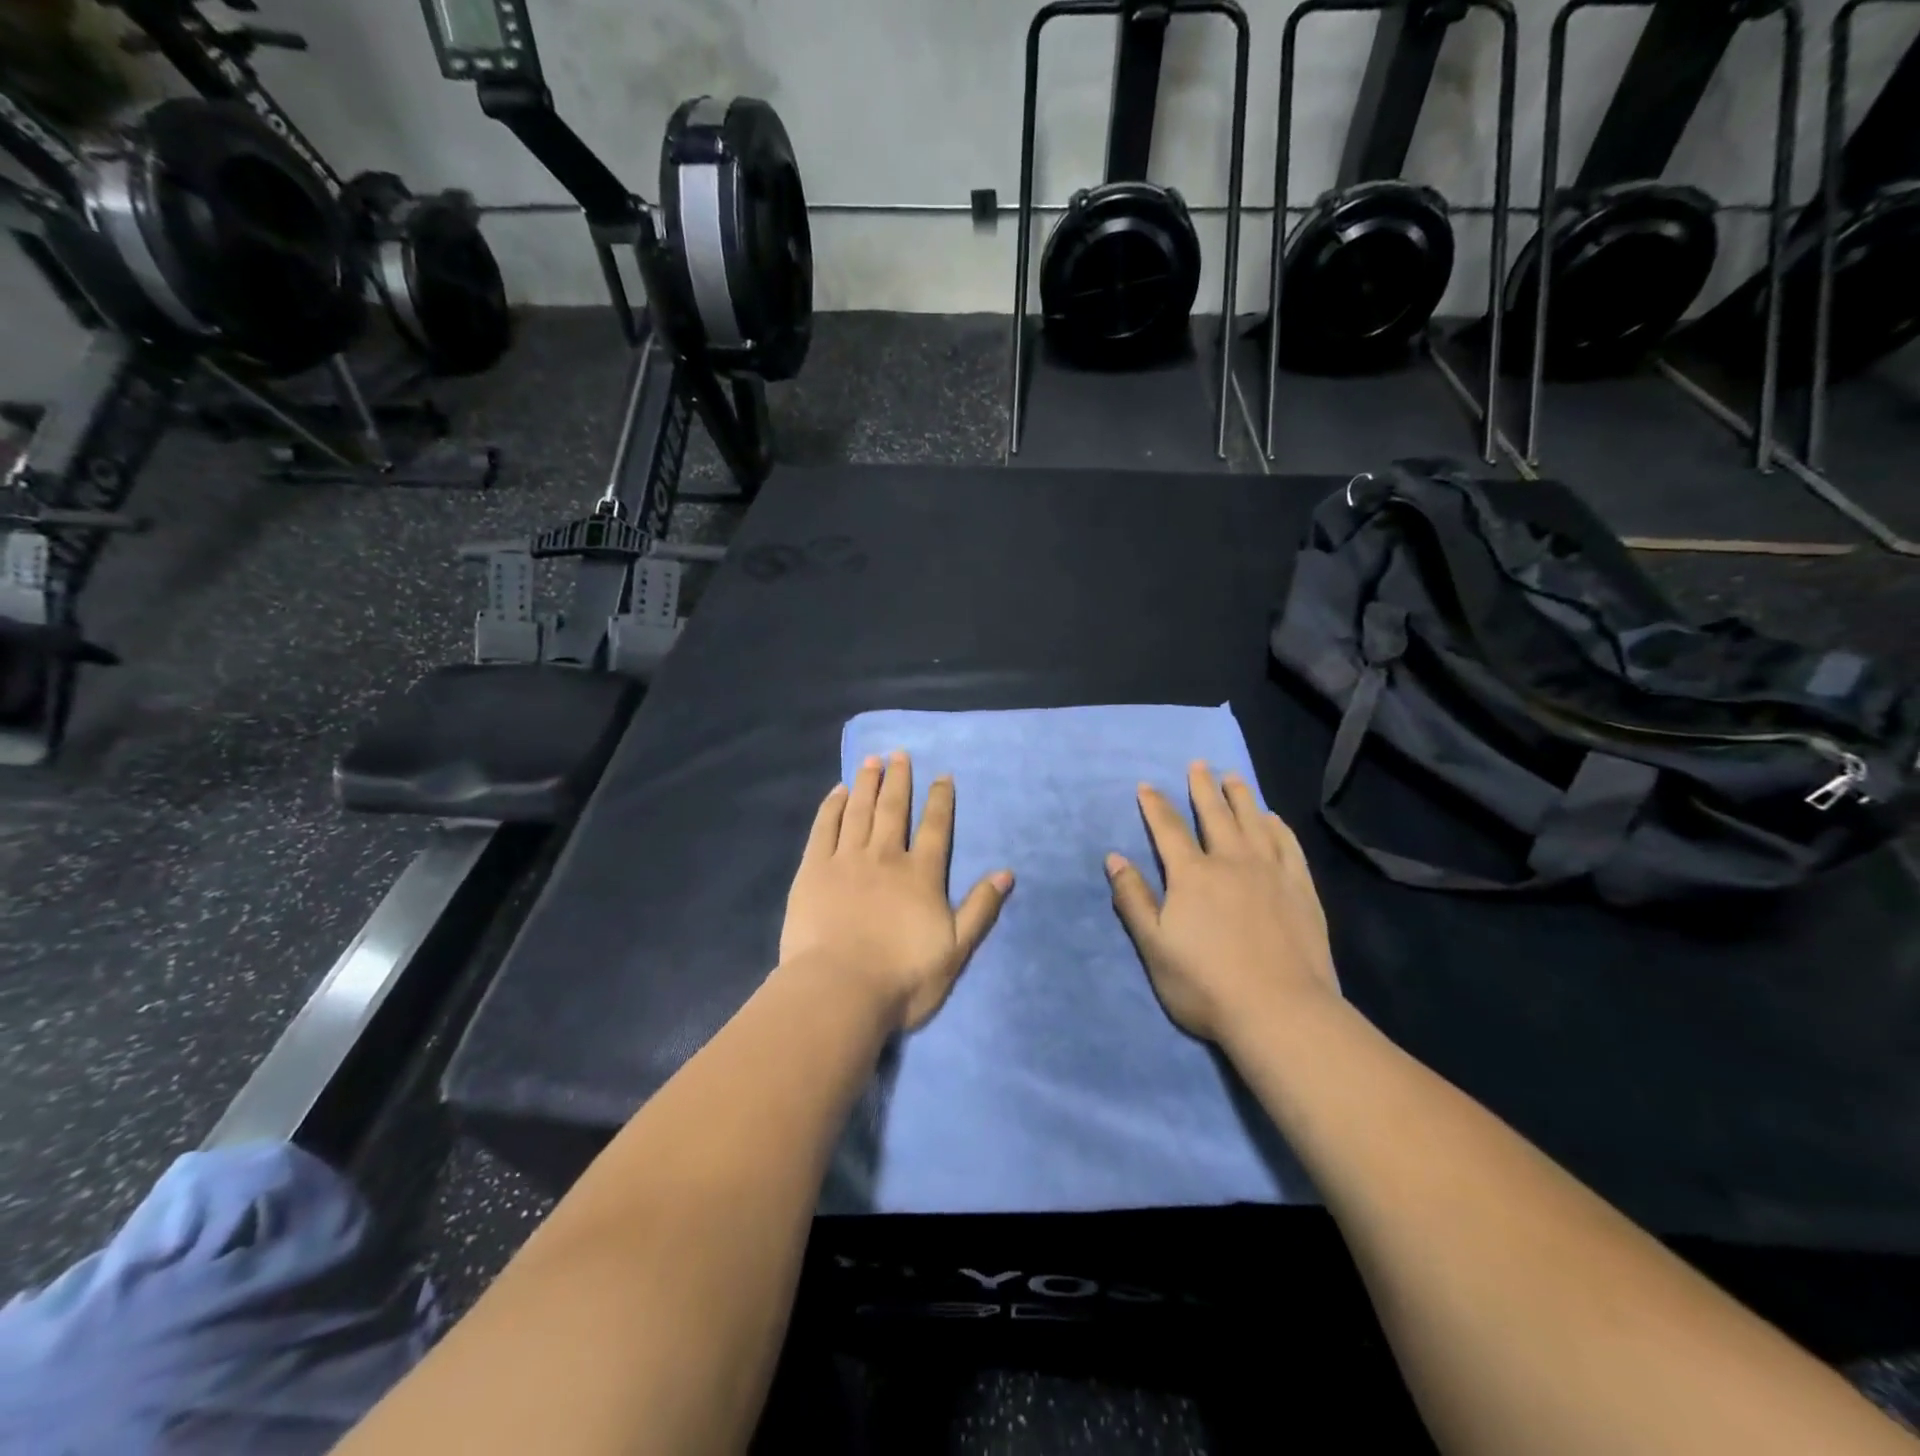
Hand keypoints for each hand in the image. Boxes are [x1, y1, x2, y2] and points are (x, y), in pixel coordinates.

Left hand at [780, 751, 1013, 1031]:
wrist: (840, 990)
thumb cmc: (903, 977)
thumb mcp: (956, 949)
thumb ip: (981, 909)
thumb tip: (1007, 873)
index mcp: (921, 875)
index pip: (935, 828)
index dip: (940, 800)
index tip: (942, 775)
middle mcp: (886, 857)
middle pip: (894, 809)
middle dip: (899, 780)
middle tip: (899, 754)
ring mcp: (847, 860)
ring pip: (859, 811)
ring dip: (867, 783)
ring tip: (872, 760)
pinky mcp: (813, 870)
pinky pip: (825, 828)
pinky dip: (832, 807)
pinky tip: (837, 792)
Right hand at [1107, 762, 1339, 1042]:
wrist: (1281, 1012)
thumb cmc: (1206, 984)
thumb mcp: (1154, 946)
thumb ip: (1133, 899)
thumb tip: (1114, 858)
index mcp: (1192, 875)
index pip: (1168, 829)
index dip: (1155, 805)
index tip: (1146, 785)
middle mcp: (1231, 862)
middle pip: (1214, 815)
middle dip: (1203, 787)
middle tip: (1199, 764)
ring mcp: (1271, 873)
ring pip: (1253, 822)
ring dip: (1241, 797)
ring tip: (1233, 776)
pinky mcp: (1301, 890)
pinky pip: (1288, 846)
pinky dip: (1278, 827)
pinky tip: (1273, 818)